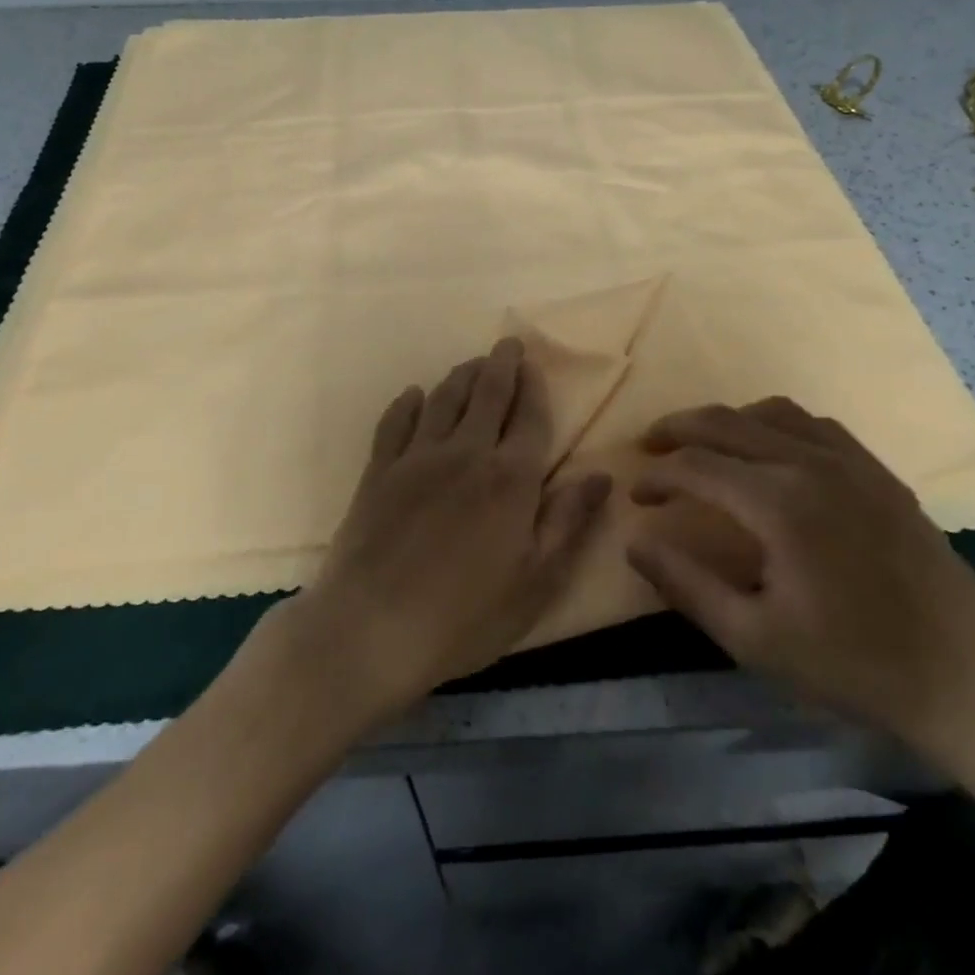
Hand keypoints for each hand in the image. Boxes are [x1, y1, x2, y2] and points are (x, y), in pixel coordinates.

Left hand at [285, 338, 611, 718]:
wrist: (372, 629)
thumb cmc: (465, 616)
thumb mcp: (536, 582)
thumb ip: (569, 522)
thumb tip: (602, 475)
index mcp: (510, 480)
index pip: (529, 418)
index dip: (534, 388)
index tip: (535, 365)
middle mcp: (466, 454)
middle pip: (487, 395)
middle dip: (501, 364)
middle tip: (507, 344)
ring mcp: (417, 459)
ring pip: (444, 400)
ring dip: (461, 376)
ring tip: (472, 364)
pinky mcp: (378, 471)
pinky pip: (395, 423)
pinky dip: (407, 403)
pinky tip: (414, 395)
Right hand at [626, 398, 974, 763]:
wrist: (966, 677)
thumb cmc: (853, 664)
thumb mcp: (753, 639)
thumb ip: (686, 584)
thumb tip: (634, 541)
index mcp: (777, 503)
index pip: (695, 466)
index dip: (657, 477)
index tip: (637, 496)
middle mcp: (810, 462)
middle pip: (726, 422)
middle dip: (678, 429)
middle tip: (650, 447)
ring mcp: (850, 461)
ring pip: (770, 412)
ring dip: (726, 420)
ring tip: (702, 442)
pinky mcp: (878, 471)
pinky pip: (814, 424)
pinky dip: (775, 424)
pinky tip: (770, 449)